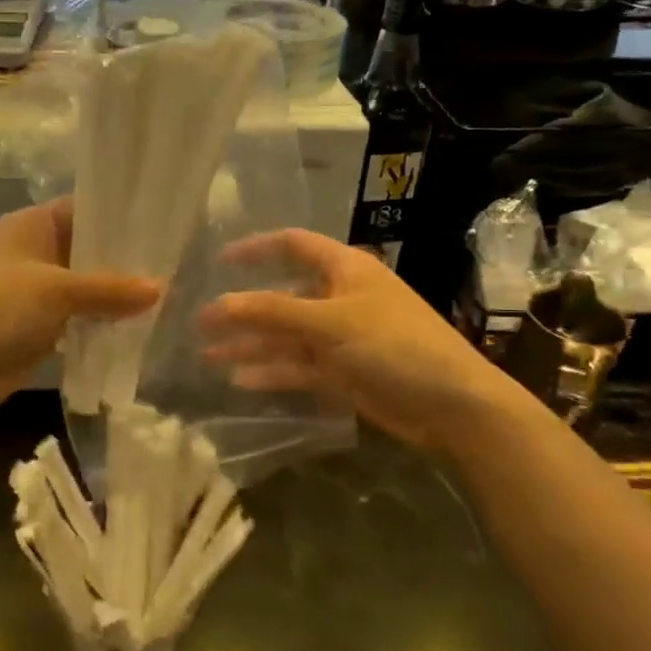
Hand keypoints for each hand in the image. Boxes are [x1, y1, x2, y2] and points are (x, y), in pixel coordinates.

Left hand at [0, 199, 159, 420]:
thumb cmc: (0, 310)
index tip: (161, 226)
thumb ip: (111, 289)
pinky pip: (77, 313)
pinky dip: (99, 318)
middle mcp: (33, 249)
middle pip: (87, 247)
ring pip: (84, 283)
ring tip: (163, 294)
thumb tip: (161, 288)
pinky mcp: (37, 321)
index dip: (120, 215)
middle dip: (123, 259)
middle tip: (172, 264)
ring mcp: (34, 287)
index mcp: (31, 224)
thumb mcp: (59, 291)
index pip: (84, 208)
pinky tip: (135, 324)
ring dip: (113, 293)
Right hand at [197, 229, 514, 454]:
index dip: (256, 248)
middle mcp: (339, 299)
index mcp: (344, 270)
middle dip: (243, 309)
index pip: (293, 245)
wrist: (450, 404)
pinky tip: (239, 381)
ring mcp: (340, 338)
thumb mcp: (330, 321)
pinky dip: (271, 372)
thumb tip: (220, 303)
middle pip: (281, 297)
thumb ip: (272, 311)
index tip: (219, 259)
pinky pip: (298, 367)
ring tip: (207, 355)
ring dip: (250, 345)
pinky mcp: (342, 372)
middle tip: (200, 322)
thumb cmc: (394, 344)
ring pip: (285, 336)